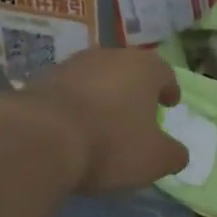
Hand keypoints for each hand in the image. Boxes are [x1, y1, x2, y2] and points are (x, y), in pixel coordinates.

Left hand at [0, 47, 188, 194]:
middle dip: (134, 91)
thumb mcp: (155, 159)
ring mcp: (71, 65)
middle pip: (128, 71)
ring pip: (96, 79)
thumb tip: (178, 153)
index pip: (165, 73)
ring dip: (102, 97)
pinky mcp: (41, 81)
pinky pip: (68, 93)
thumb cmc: (111, 144)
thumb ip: (173, 154)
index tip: (169, 104)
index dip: (170, 89)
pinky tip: (74, 129)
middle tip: (138, 113)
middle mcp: (109, 56)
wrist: (39, 138)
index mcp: (144, 68)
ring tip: (104, 123)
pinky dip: (75, 107)